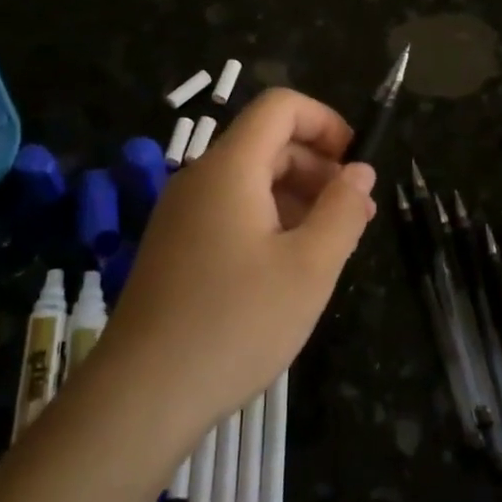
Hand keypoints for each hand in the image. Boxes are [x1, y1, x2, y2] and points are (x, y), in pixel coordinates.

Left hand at [94, 89, 377, 448]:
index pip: (280, 106)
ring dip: (297, 198)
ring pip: (251, 181)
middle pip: (268, 143)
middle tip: (356, 216)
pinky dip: (269, 221)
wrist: (142, 395)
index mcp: (230, 168)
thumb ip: (342, 210)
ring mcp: (182, 214)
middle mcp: (200, 178)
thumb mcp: (309, 268)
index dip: (326, 121)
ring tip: (332, 245)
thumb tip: (359, 171)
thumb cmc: (235, 324)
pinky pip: (231, 212)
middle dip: (319, 168)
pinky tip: (289, 267)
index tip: (355, 165)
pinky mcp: (175, 247)